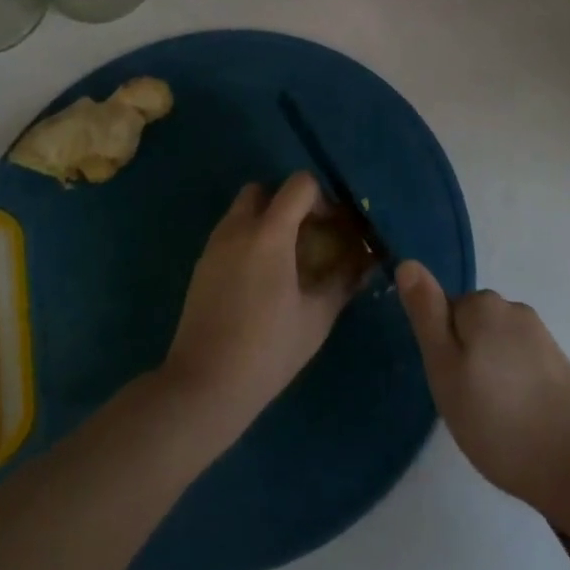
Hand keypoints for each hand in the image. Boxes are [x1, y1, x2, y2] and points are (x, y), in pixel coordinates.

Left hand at [163, 173, 364, 428]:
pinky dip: (248, 239)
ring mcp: (214, 246)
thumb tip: (367, 261)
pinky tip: (261, 279)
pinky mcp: (201, 265)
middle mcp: (237, 229)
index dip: (321, 197)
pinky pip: (229, 234)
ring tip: (286, 259)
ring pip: (242, 210)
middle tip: (307, 235)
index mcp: (269, 234)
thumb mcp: (316, 317)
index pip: (298, 184)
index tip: (332, 226)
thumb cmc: (268, 349)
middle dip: (288, 203)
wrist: (205, 384)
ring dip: (266, 220)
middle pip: (263, 190)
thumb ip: (343, 281)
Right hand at [396, 261, 569, 522]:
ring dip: (489, 376)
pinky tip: (519, 421)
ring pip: (495, 348)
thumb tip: (407, 262)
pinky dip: (513, 388)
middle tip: (467, 406)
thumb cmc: (499, 420)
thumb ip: (426, 314)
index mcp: (483, 305)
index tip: (449, 386)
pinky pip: (520, 366)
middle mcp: (514, 310)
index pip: (443, 312)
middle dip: (464, 361)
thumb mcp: (445, 369)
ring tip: (494, 421)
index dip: (440, 350)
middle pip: (470, 327)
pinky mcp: (560, 365)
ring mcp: (541, 337)